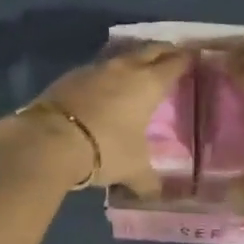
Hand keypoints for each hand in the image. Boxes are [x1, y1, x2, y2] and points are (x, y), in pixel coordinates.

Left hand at [5, 42, 192, 193]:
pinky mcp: (71, 75)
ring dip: (133, 58)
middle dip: (163, 50)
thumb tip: (155, 194)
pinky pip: (98, 68)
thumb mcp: (133, 169)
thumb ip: (148, 180)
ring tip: (139, 66)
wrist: (50, 139)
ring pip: (122, 55)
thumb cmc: (105, 149)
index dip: (186, 60)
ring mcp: (96, 68)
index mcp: (148, 84)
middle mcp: (125, 68)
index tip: (193, 58)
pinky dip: (107, 73)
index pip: (174, 63)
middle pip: (150, 49)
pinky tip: (105, 85)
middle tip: (172, 54)